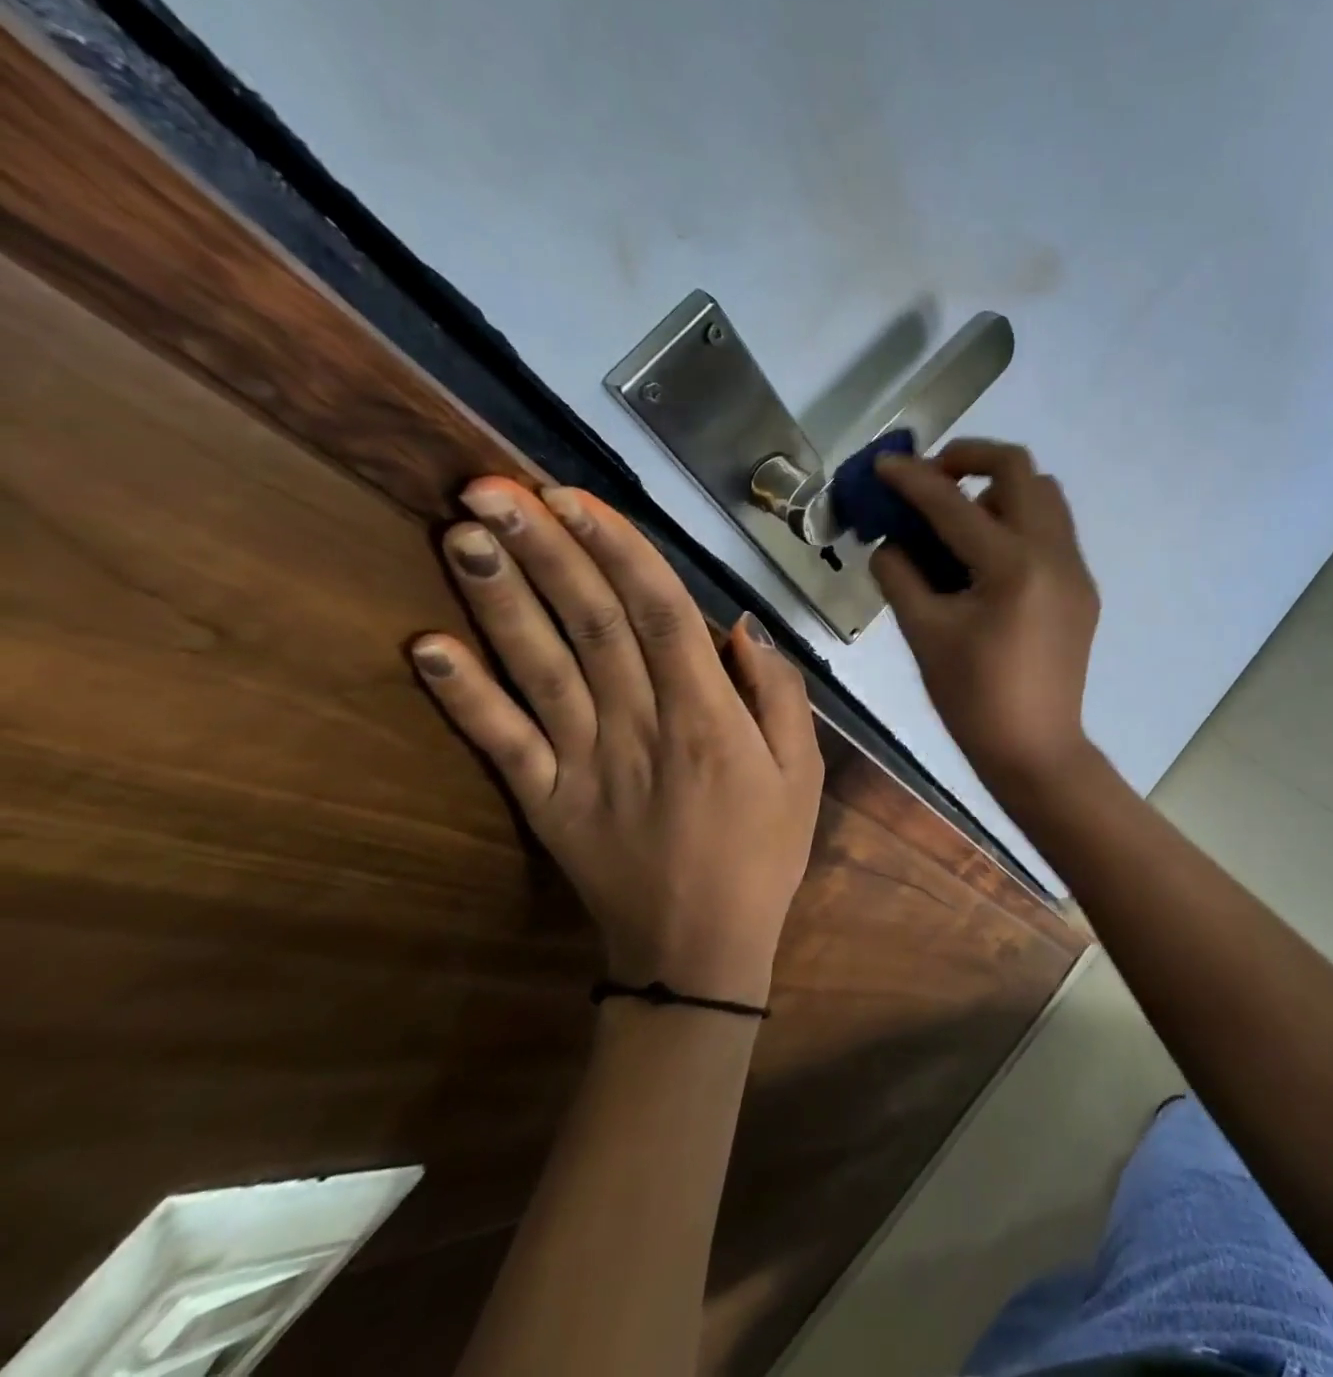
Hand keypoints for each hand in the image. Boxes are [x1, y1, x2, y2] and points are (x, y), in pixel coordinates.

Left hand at [410, 478, 822, 1005]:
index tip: (576, 496)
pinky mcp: (545, 801)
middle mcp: (640, 727)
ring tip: (462, 531)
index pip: (659, 614)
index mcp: (708, 719)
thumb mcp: (803, 773)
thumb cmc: (763, 853)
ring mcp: (583, 764)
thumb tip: (740, 625)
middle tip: (493, 484)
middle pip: (588, 623)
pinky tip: (425, 648)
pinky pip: (501, 742)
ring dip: (498, 598)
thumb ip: (778, 695)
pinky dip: (462, 695)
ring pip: (539, 667)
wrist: (699, 951)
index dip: (617, 550)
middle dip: (545, 549)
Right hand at [870, 441, 1100, 794]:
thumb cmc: (973, 700)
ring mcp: (1076, 570)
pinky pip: (1053, 530)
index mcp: (1012, 567)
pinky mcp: (1083, 589)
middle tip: (933, 480)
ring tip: (961, 519)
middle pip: (1019, 469)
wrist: (1036, 750)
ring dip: (999, 489)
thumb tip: (890, 542)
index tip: (884, 464)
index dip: (912, 478)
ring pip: (1044, 495)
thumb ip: (900, 575)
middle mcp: (1054, 554)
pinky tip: (989, 558)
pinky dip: (1019, 521)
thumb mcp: (924, 634)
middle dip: (969, 459)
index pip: (953, 503)